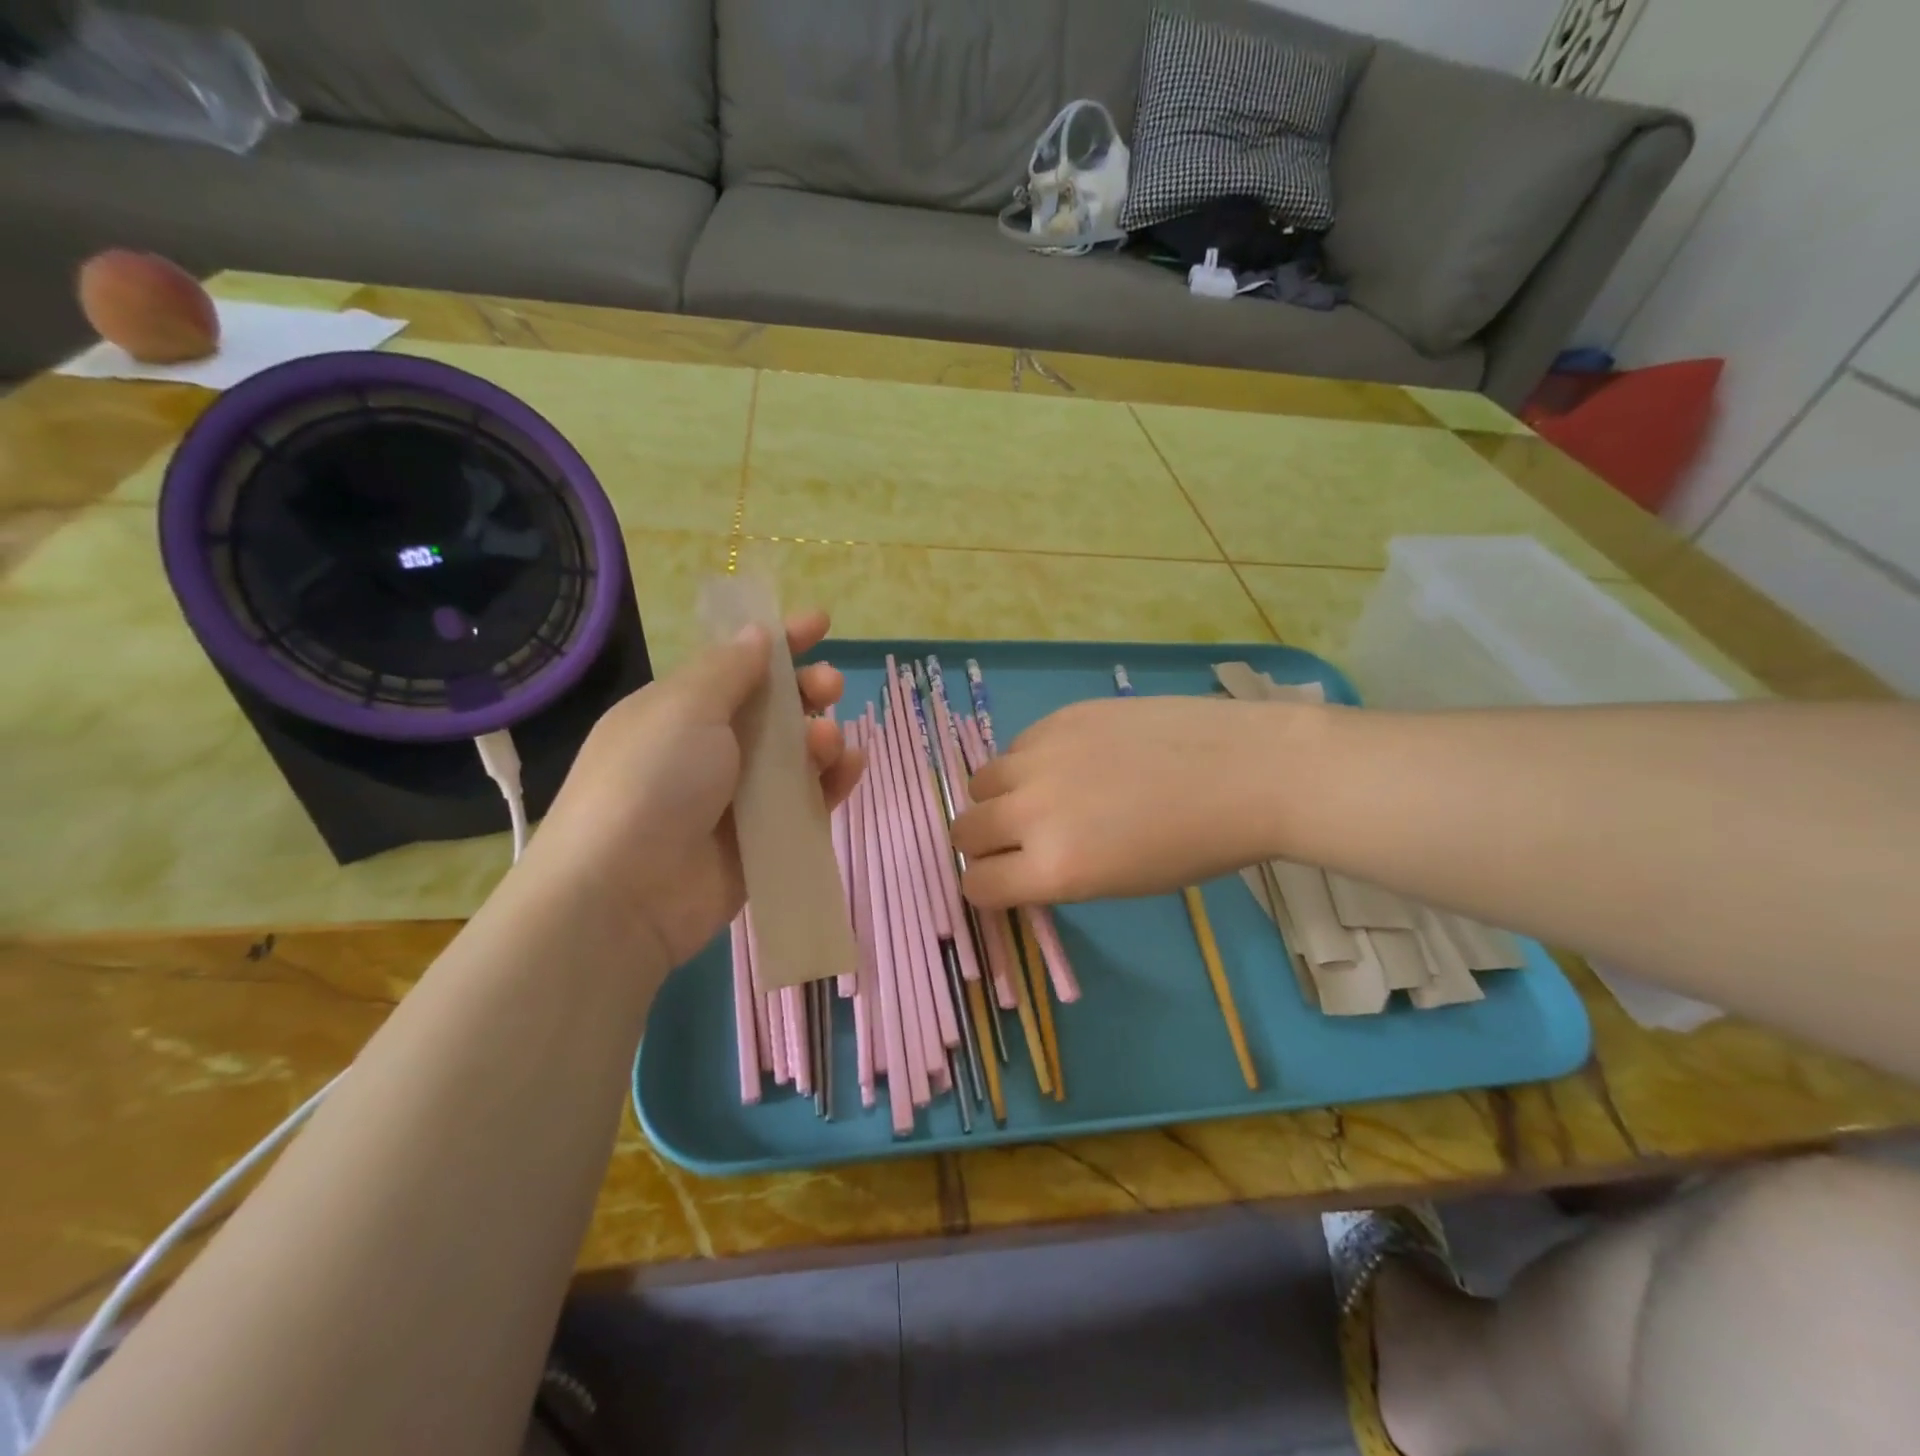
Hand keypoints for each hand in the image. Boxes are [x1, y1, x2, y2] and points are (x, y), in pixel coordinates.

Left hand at [521, 610, 862, 967]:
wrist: (624, 894)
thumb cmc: (651, 781)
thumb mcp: (685, 708)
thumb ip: (729, 670)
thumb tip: (757, 634)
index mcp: (680, 711)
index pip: (737, 665)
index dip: (779, 641)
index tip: (821, 623)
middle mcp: (709, 750)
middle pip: (773, 710)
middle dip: (806, 690)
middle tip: (830, 687)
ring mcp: (737, 798)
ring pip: (796, 757)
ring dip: (821, 738)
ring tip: (830, 740)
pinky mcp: (763, 840)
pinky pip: (807, 802)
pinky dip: (832, 782)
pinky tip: (850, 766)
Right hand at [951, 696, 1310, 906]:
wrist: (1245, 770)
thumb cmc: (1194, 846)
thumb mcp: (1118, 884)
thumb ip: (1056, 874)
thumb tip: (1020, 862)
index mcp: (1054, 868)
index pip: (977, 884)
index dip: (985, 886)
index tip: (1001, 880)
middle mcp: (1032, 812)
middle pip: (965, 832)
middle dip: (980, 844)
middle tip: (1013, 840)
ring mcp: (1041, 757)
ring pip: (981, 782)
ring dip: (998, 797)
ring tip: (1037, 796)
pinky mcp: (1057, 717)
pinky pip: (1016, 745)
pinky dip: (1028, 762)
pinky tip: (1070, 762)